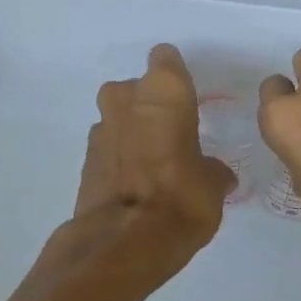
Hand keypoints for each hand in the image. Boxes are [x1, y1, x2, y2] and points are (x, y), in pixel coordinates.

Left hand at [68, 44, 236, 284]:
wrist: (123, 241)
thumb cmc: (181, 198)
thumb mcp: (212, 186)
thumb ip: (212, 171)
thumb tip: (216, 175)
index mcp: (165, 91)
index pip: (166, 59)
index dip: (175, 74)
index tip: (185, 95)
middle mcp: (127, 98)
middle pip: (137, 88)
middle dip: (149, 105)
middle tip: (171, 133)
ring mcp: (101, 127)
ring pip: (118, 116)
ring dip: (132, 131)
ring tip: (153, 162)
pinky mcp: (84, 158)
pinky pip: (108, 146)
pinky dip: (118, 156)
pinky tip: (134, 182)